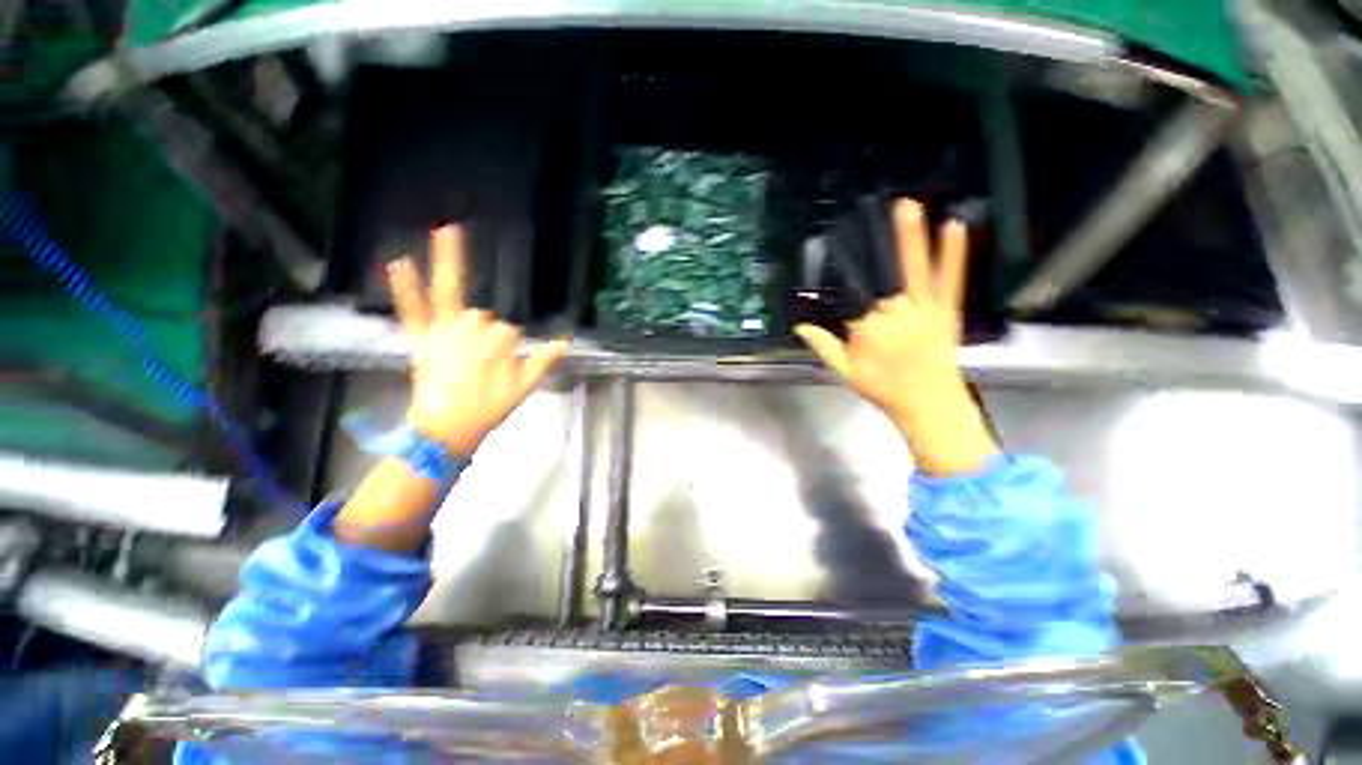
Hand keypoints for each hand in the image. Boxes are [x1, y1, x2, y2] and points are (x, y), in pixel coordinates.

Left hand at [387, 225, 567, 456]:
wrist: (449, 428)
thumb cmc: (489, 408)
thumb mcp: (525, 387)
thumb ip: (543, 361)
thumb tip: (565, 343)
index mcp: (499, 342)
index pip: (509, 333)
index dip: (507, 351)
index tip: (501, 373)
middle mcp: (473, 330)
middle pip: (485, 319)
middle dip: (486, 338)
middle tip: (479, 368)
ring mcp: (445, 331)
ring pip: (461, 309)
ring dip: (465, 324)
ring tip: (462, 354)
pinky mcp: (423, 338)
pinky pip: (413, 308)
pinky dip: (405, 287)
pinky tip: (399, 263)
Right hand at [796, 199, 996, 474]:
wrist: (929, 404)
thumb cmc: (884, 389)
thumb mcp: (845, 371)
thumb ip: (823, 346)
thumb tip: (800, 326)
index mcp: (869, 329)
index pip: (853, 299)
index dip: (844, 279)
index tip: (837, 254)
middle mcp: (896, 314)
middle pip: (883, 275)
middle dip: (880, 242)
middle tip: (875, 209)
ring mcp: (924, 309)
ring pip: (915, 269)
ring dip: (912, 237)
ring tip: (909, 206)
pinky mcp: (946, 310)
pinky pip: (950, 279)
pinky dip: (954, 253)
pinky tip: (956, 226)